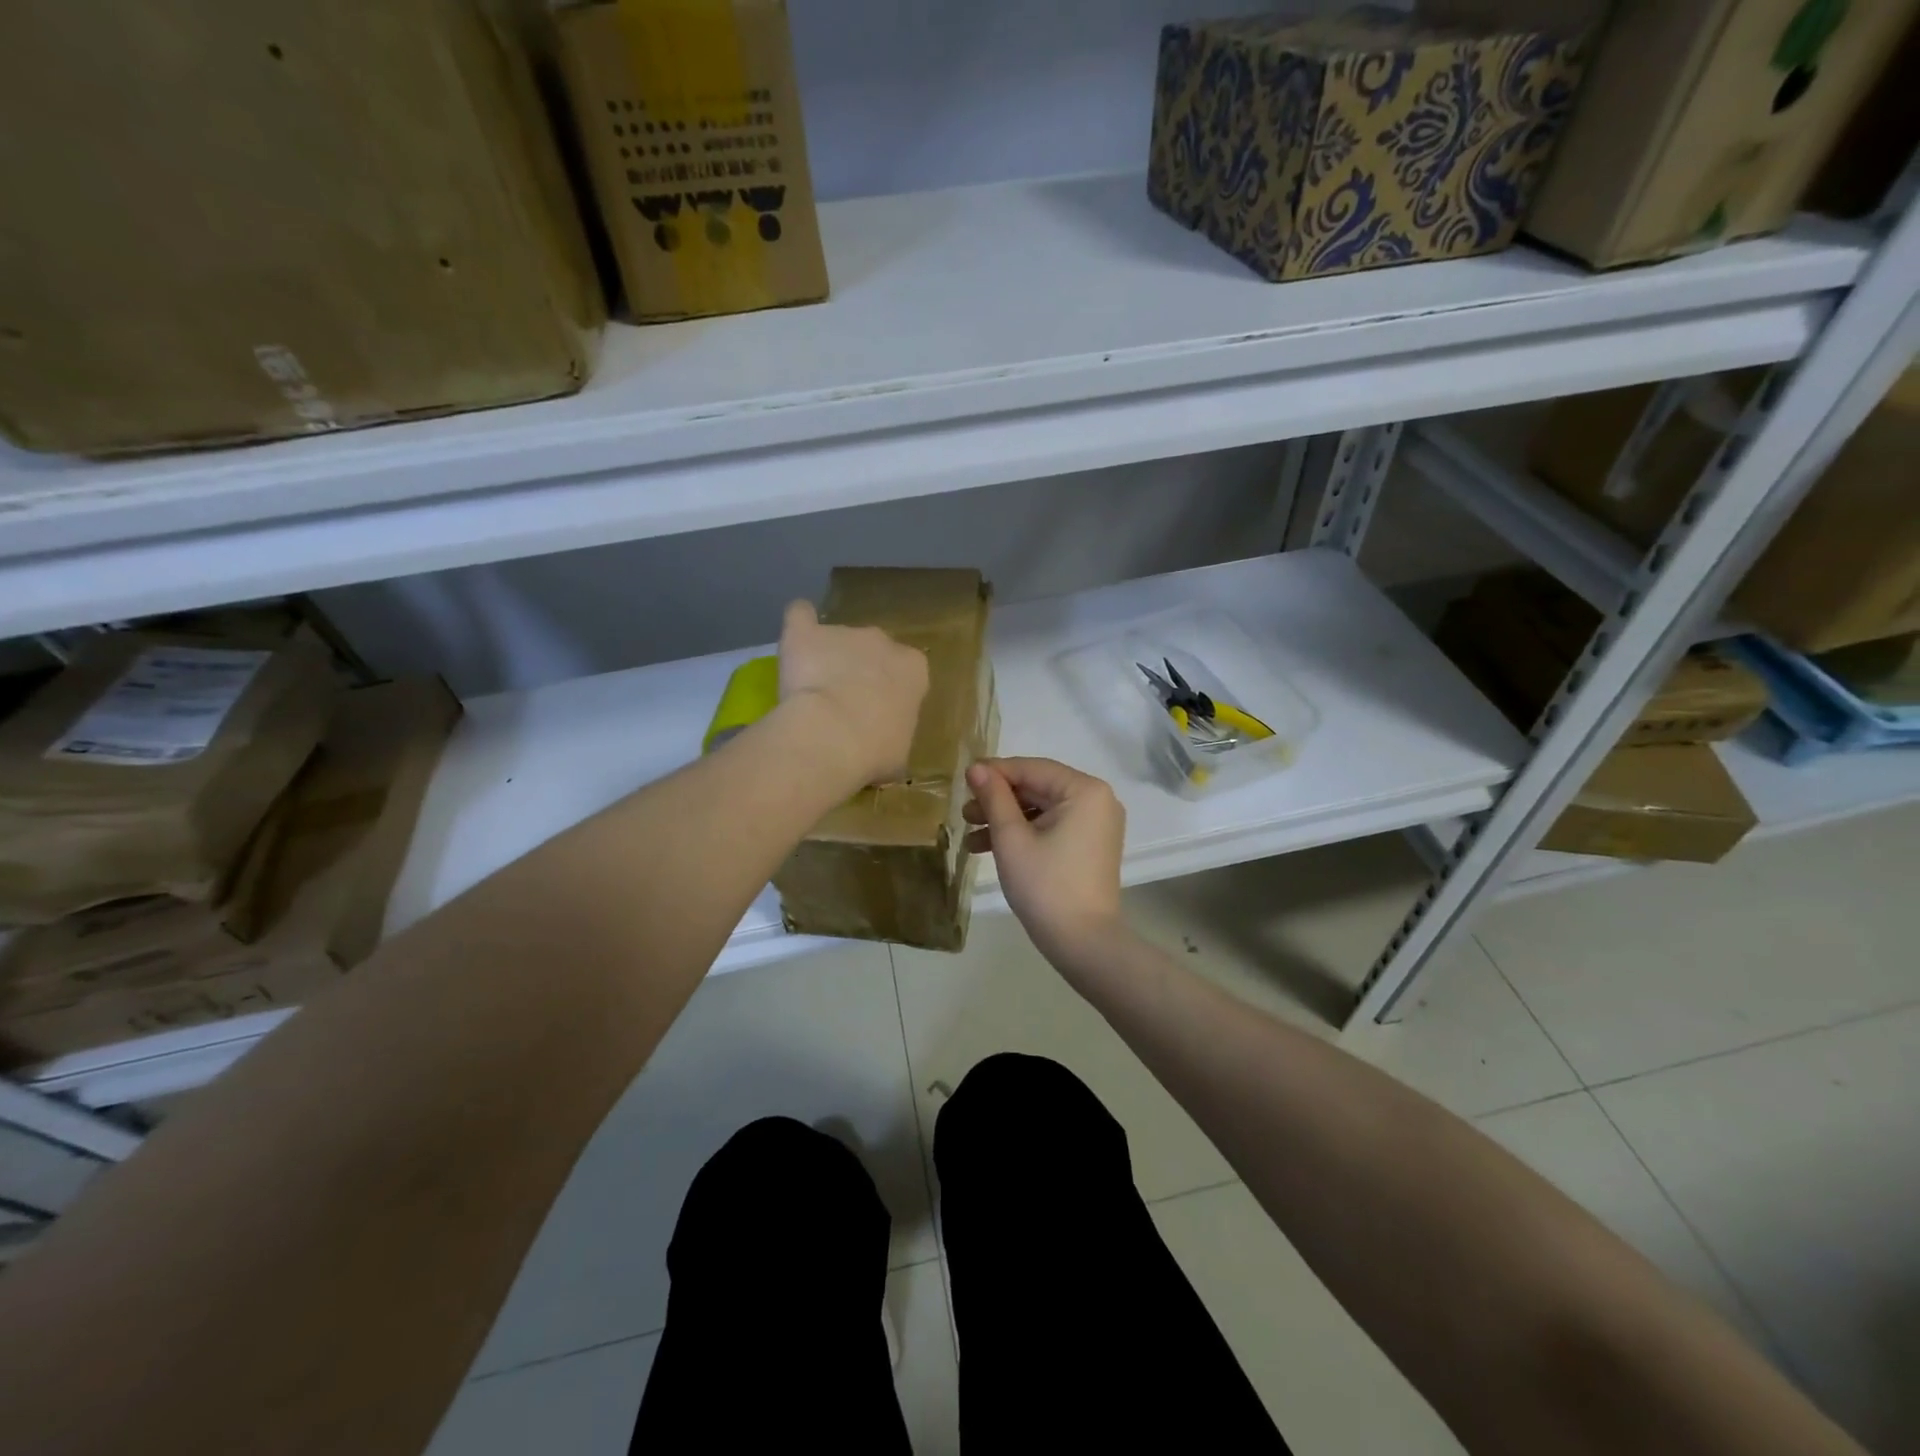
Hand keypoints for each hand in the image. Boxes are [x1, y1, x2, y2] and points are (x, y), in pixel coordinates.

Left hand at [777, 600, 928, 789]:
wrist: (833, 736)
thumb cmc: (875, 751)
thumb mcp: (898, 754)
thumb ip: (892, 737)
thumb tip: (881, 747)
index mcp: (914, 670)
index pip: (907, 672)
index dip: (891, 691)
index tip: (878, 713)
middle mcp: (883, 642)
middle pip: (873, 650)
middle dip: (860, 670)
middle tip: (844, 703)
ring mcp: (844, 632)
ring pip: (837, 639)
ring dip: (828, 658)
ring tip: (810, 690)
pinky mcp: (806, 633)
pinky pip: (800, 616)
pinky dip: (798, 624)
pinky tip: (794, 639)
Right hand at [964, 757, 1125, 968]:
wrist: (1083, 943)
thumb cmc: (1045, 885)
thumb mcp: (1011, 838)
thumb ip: (994, 798)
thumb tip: (976, 767)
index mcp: (1084, 790)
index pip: (1031, 769)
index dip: (994, 773)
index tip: (962, 781)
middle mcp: (1097, 800)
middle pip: (1037, 788)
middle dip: (998, 801)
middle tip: (964, 813)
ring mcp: (1096, 824)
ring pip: (1042, 809)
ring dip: (1006, 820)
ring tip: (971, 835)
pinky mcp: (1090, 845)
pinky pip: (1053, 827)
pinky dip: (1024, 834)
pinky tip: (989, 848)